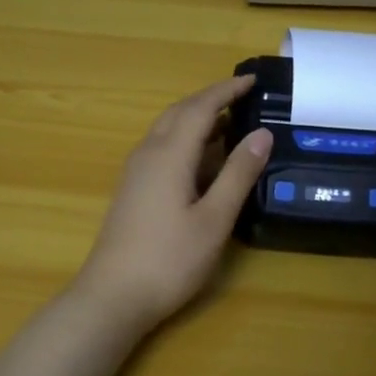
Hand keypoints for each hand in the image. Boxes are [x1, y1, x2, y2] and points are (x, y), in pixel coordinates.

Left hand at [71, 76, 270, 337]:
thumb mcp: (214, 219)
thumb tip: (262, 134)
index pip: (201, 107)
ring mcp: (136, 170)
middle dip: (211, 99)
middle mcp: (148, 152)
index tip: (253, 80)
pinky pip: (161, 145)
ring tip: (230, 121)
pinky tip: (202, 157)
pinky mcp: (132, 187)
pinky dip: (186, 137)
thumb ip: (238, 174)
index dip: (227, 90)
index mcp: (170, 154)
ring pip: (168, 128)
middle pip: (180, 111)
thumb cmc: (169, 259)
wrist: (113, 295)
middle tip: (244, 96)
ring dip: (197, 117)